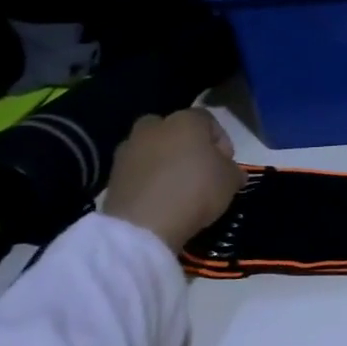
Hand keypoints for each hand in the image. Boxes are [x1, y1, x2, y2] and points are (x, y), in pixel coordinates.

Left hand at [102, 109, 246, 251]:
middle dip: (187, 146)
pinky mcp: (112, 173)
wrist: (144, 225)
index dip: (221, 141)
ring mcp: (129, 149)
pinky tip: (160, 198)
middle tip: (199, 170)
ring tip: (177, 187)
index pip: (208, 120)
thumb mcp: (231, 180)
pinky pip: (138, 170)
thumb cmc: (196, 191)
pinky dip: (148, 179)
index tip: (226, 164)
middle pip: (175, 130)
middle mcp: (154, 127)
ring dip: (165, 161)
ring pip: (153, 149)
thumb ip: (233, 170)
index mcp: (185, 121)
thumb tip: (230, 172)